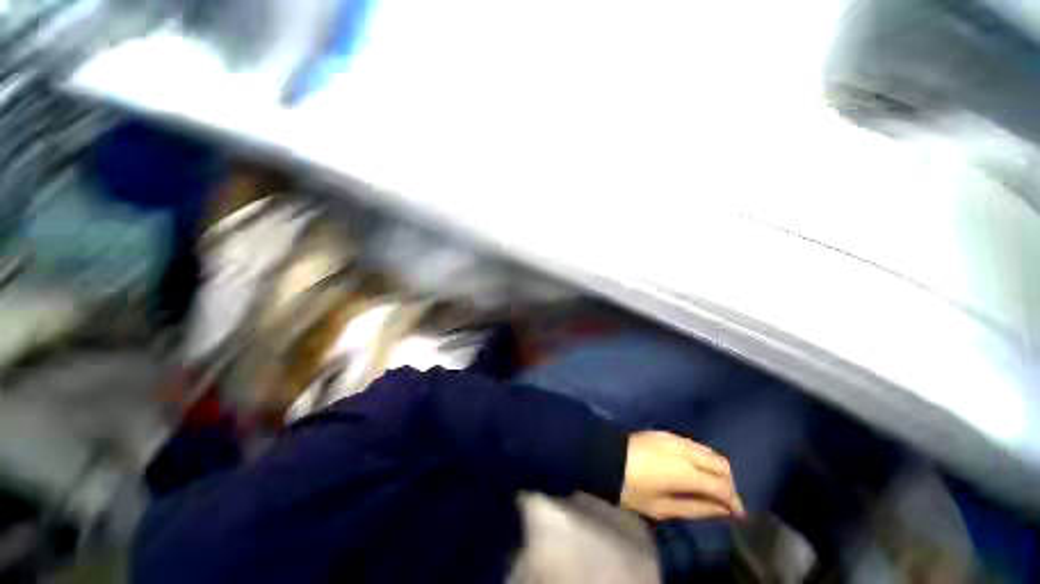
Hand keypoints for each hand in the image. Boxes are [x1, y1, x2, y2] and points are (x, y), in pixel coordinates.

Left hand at [620, 431, 745, 520]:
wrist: (605, 457)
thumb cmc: (631, 488)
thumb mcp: (662, 508)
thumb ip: (695, 508)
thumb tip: (722, 510)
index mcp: (685, 471)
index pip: (721, 486)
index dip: (734, 502)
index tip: (738, 515)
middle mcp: (685, 450)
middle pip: (721, 464)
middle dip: (729, 484)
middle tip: (725, 502)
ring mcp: (675, 438)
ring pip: (709, 451)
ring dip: (717, 469)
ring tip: (712, 488)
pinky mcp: (666, 433)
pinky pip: (695, 445)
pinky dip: (703, 458)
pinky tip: (697, 471)